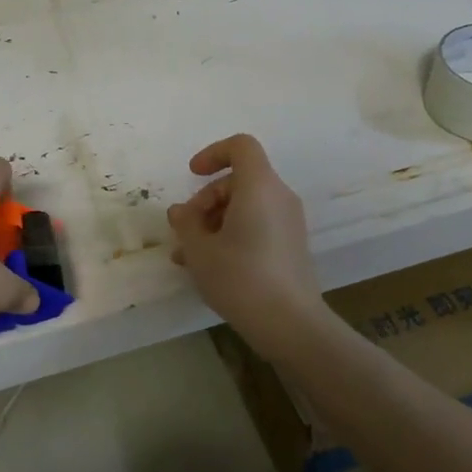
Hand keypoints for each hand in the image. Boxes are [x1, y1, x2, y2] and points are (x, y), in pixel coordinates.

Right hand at [167, 134, 324, 336]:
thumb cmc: (241, 278)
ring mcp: (289, 222)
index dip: (213, 153)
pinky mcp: (291, 245)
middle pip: (238, 180)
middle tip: (185, 230)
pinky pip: (257, 224)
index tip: (192, 176)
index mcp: (259, 187)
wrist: (291, 324)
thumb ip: (185, 223)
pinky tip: (210, 266)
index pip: (241, 146)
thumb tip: (180, 212)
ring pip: (245, 206)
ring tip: (188, 255)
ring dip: (214, 222)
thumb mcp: (200, 250)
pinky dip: (232, 234)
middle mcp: (279, 197)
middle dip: (206, 200)